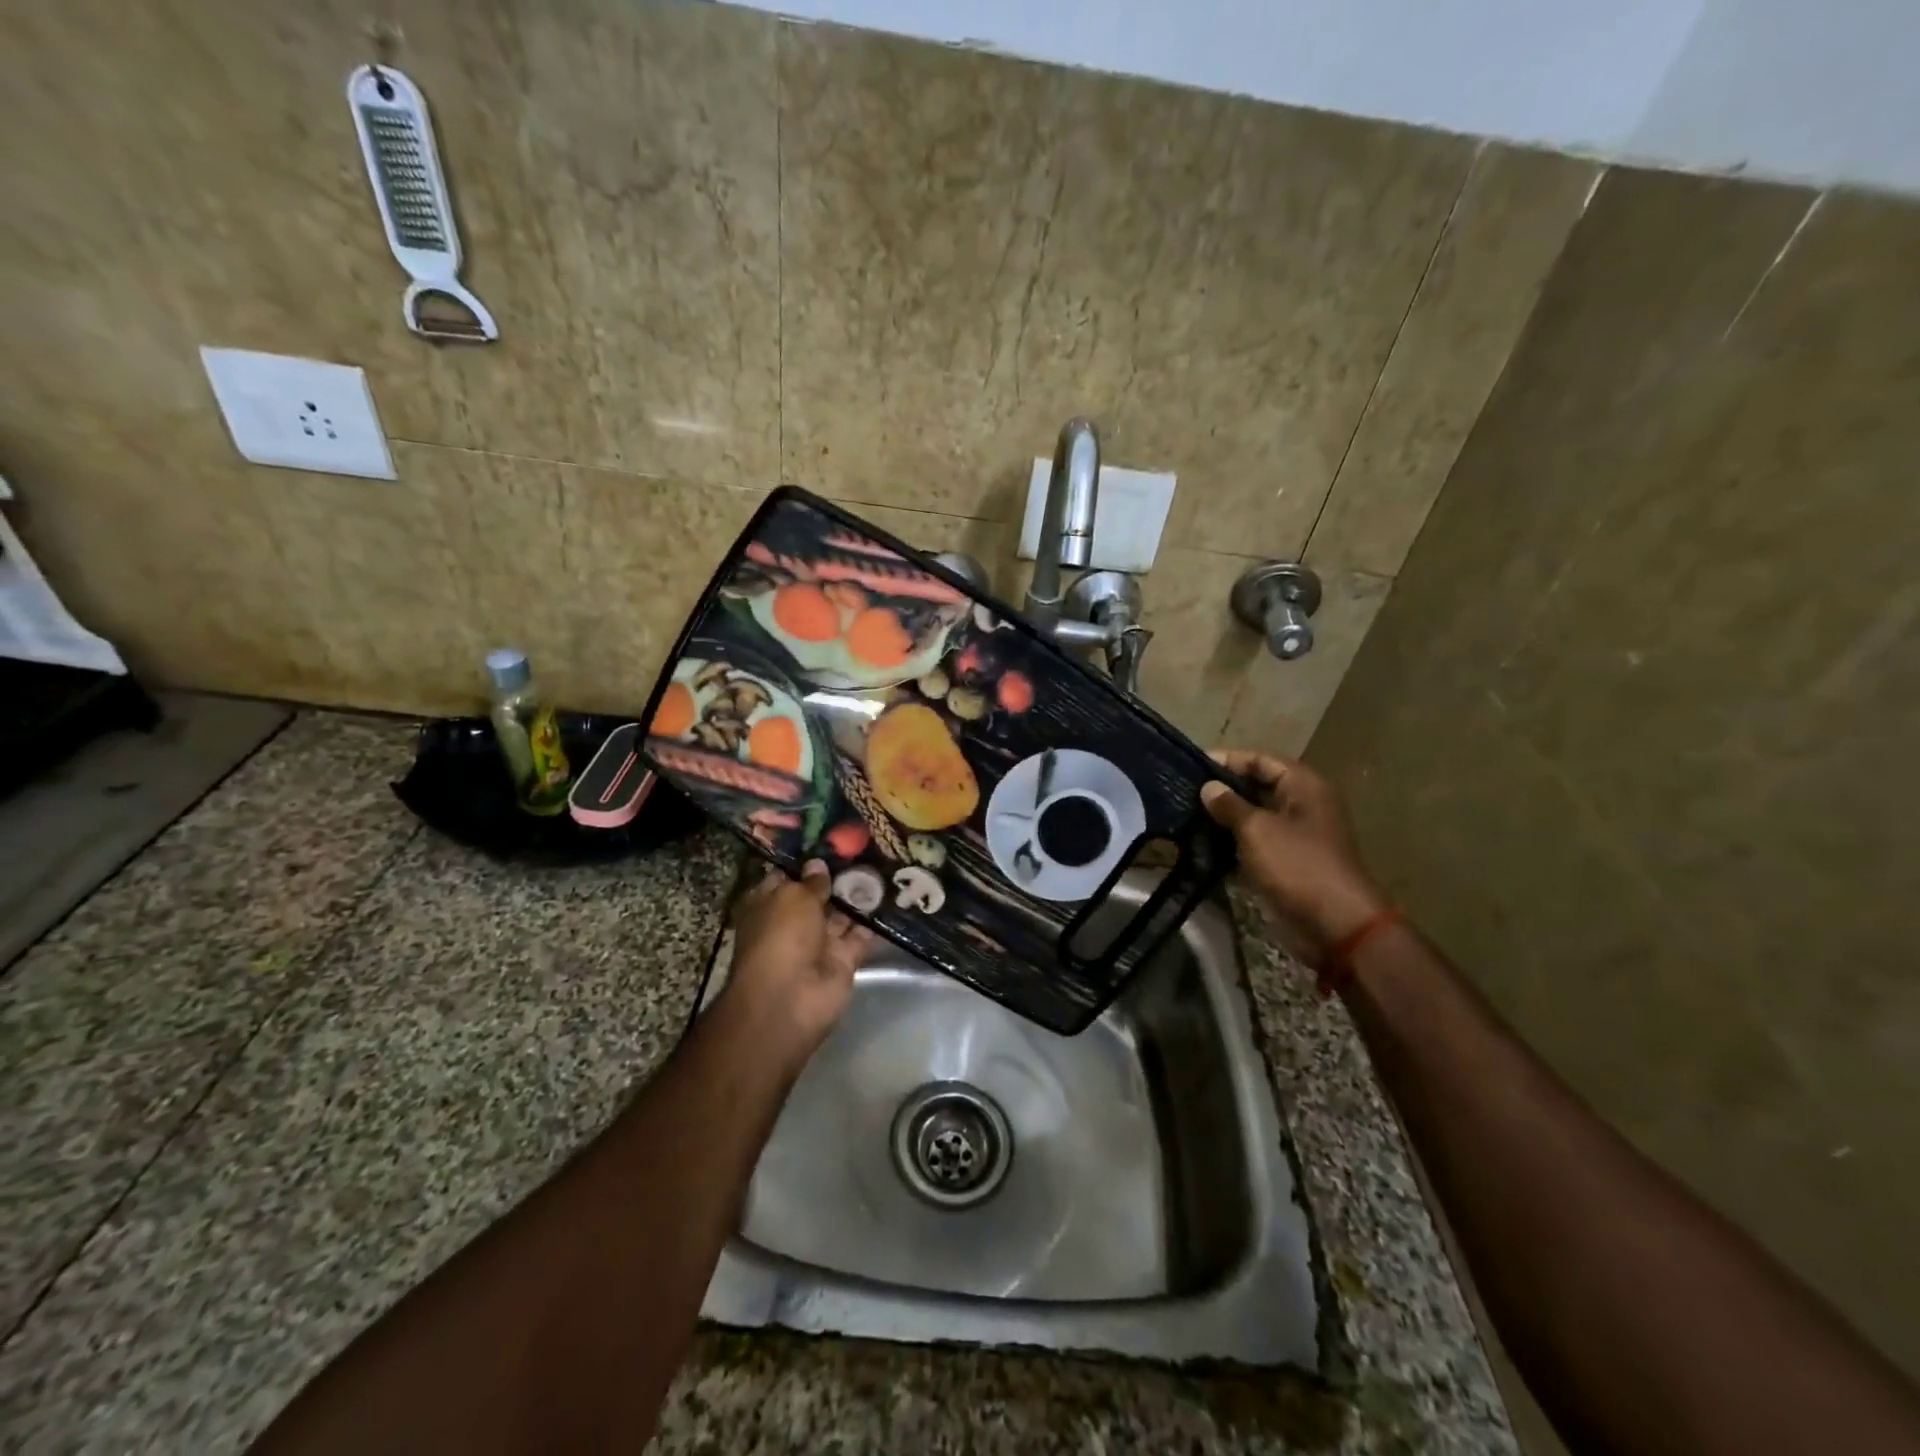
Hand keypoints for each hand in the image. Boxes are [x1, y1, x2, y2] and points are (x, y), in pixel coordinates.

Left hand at [721, 860, 871, 1068]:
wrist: (791, 999)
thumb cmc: (781, 937)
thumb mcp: (794, 897)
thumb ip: (811, 882)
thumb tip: (817, 864)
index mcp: (767, 906)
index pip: (785, 879)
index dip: (805, 864)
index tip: (830, 844)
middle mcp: (791, 924)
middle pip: (816, 897)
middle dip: (836, 878)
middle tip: (866, 850)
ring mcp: (817, 945)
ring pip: (840, 916)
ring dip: (857, 897)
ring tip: (882, 868)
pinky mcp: (842, 961)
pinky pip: (860, 937)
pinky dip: (873, 922)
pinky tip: (891, 897)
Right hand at [1202, 750, 1387, 950]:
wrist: (1334, 925)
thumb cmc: (1297, 865)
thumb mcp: (1257, 830)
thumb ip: (1229, 805)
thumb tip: (1208, 787)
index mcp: (1303, 786)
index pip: (1259, 759)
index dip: (1226, 760)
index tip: (1189, 766)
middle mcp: (1301, 805)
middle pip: (1256, 786)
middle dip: (1222, 789)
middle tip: (1183, 792)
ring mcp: (1294, 835)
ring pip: (1253, 817)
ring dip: (1223, 818)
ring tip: (1185, 816)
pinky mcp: (1285, 863)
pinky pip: (1254, 843)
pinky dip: (1231, 843)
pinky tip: (1200, 845)